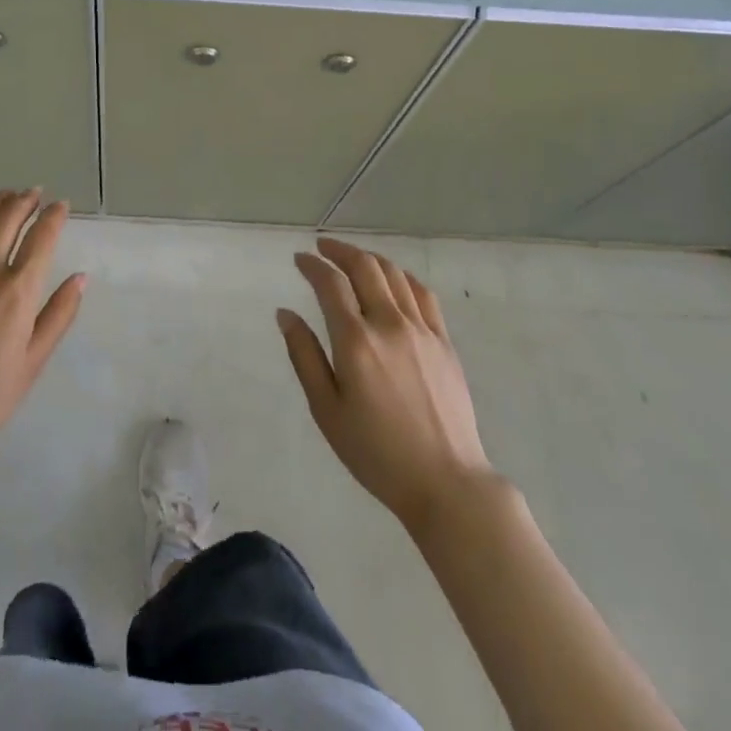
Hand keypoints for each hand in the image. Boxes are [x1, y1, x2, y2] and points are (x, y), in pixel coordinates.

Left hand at [0, 189, 85, 454]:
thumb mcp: (33, 361)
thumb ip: (59, 315)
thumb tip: (80, 277)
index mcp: (18, 290)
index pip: (42, 237)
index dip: (54, 216)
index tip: (61, 205)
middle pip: (8, 219)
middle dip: (25, 200)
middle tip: (35, 192)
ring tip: (6, 195)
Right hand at [279, 237, 492, 527]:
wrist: (446, 482)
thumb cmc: (376, 453)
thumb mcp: (327, 411)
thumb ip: (305, 356)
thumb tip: (285, 314)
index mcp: (356, 341)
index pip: (330, 284)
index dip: (312, 265)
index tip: (300, 259)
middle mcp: (389, 324)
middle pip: (364, 267)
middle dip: (339, 251)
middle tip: (322, 248)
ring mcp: (421, 329)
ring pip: (393, 274)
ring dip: (368, 258)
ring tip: (353, 259)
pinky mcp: (444, 341)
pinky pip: (422, 293)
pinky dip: (402, 276)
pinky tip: (393, 279)